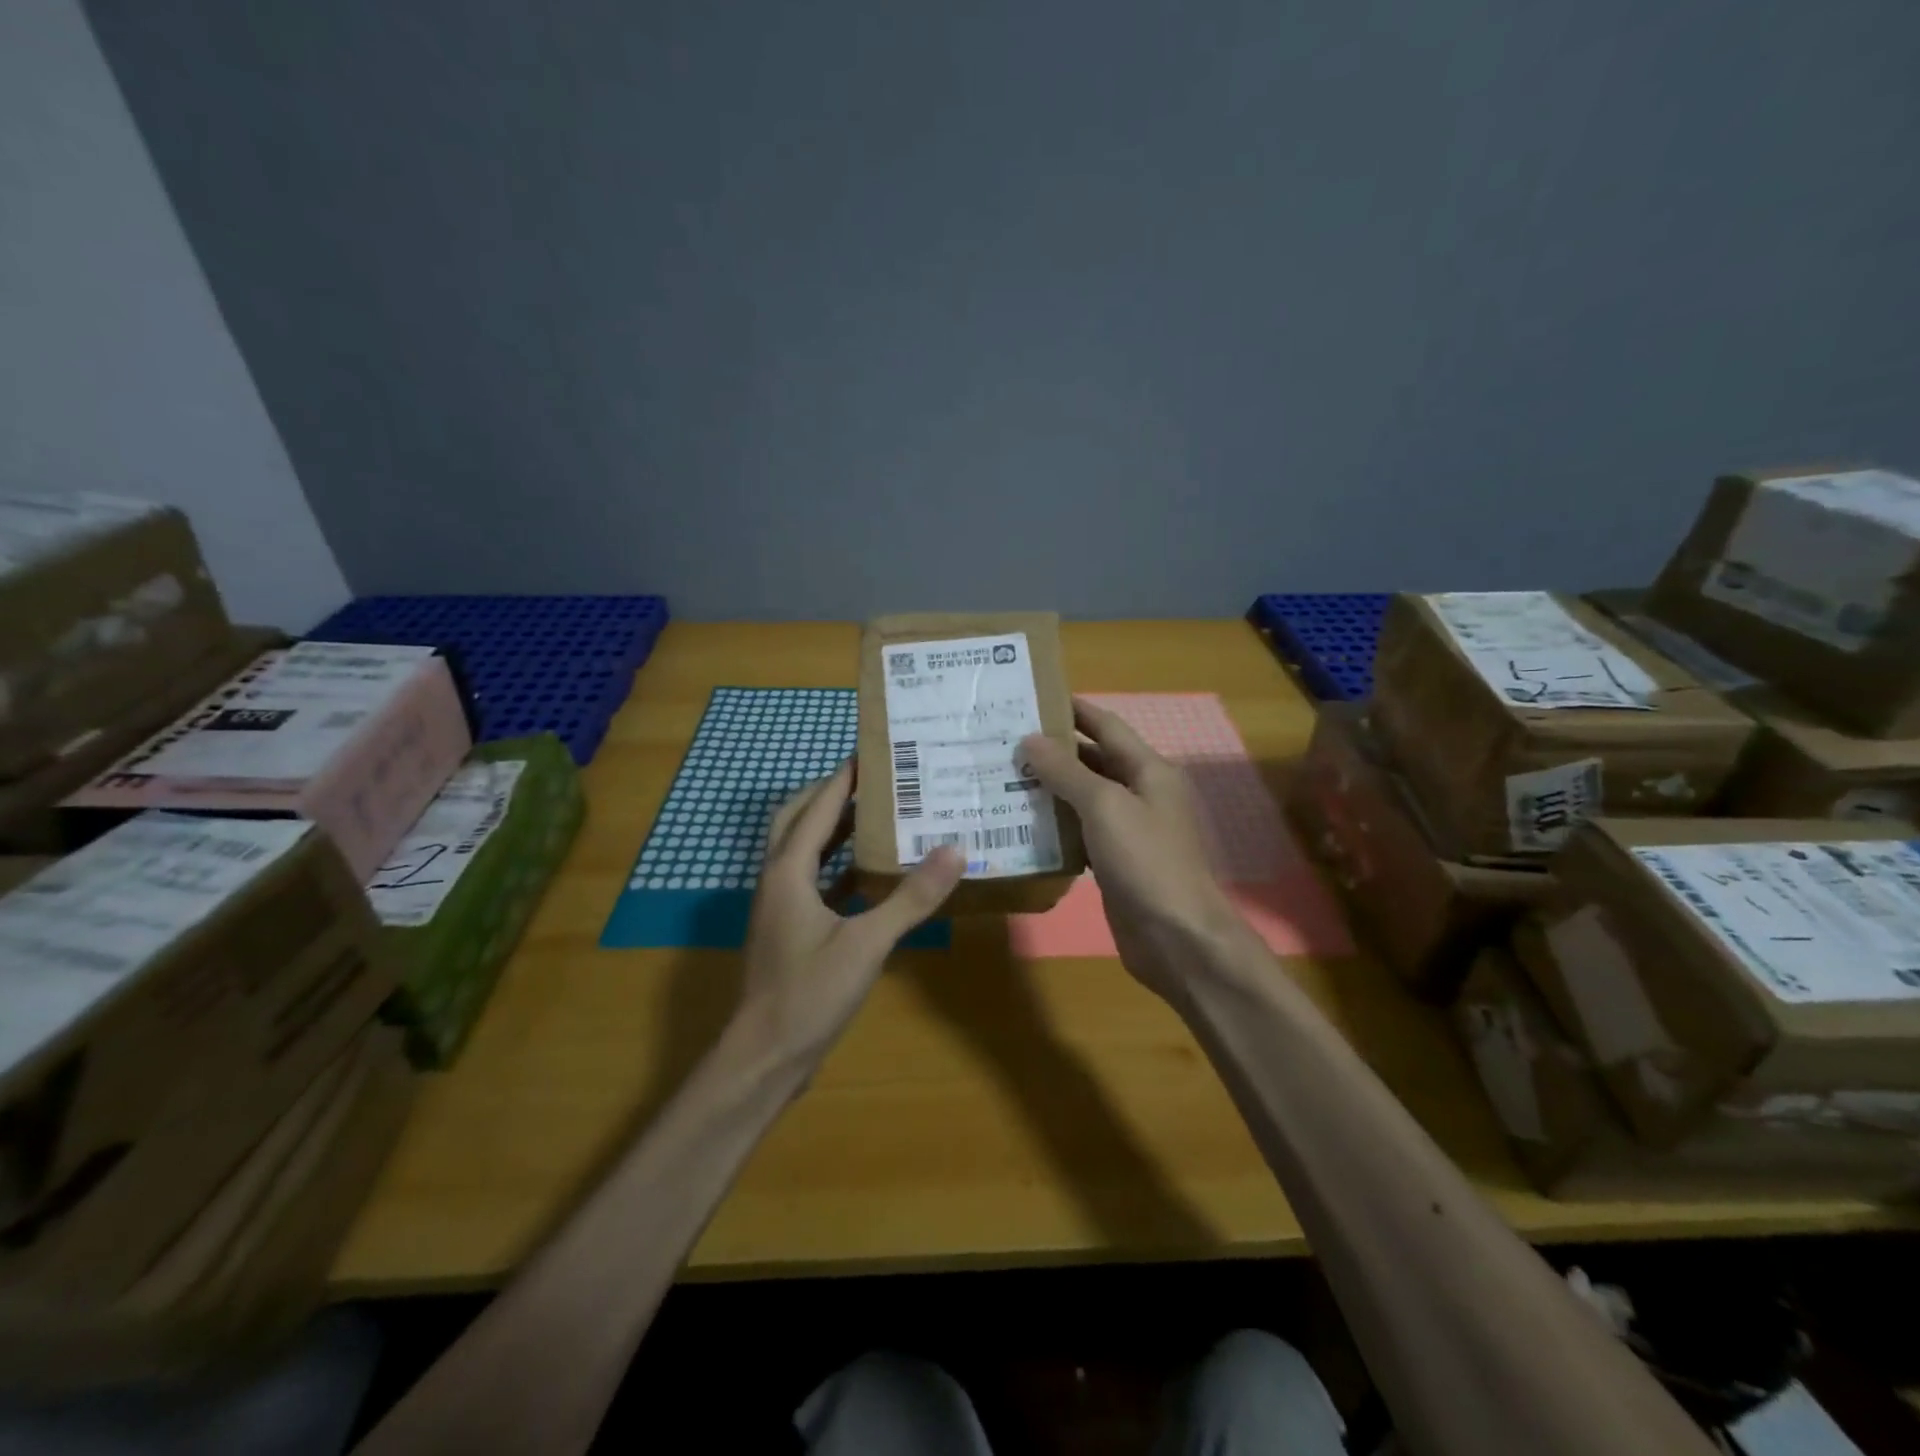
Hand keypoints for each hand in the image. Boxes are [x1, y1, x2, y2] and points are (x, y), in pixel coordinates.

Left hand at [738, 762, 963, 1063]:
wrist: (764, 1057)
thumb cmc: (809, 993)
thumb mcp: (867, 943)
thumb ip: (910, 897)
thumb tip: (954, 849)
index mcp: (789, 871)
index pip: (817, 807)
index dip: (843, 777)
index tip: (873, 751)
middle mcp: (778, 878)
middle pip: (798, 819)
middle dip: (830, 794)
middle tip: (874, 780)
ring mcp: (780, 906)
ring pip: (802, 850)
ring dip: (832, 828)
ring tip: (876, 814)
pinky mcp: (789, 929)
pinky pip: (812, 880)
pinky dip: (837, 866)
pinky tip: (869, 873)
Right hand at [1021, 701, 1250, 1001]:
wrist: (1177, 937)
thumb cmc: (1145, 861)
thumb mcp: (1105, 807)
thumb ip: (1067, 772)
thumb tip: (1030, 740)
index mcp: (1148, 770)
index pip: (1107, 726)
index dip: (1073, 709)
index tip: (1033, 697)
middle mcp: (1141, 794)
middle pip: (1093, 761)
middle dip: (1053, 750)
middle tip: (1005, 741)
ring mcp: (1129, 829)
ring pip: (1084, 798)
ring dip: (1050, 788)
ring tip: (1003, 777)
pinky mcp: (1114, 861)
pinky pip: (1081, 832)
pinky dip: (1055, 824)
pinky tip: (1022, 823)